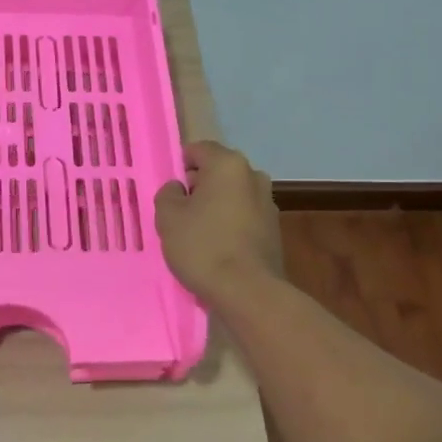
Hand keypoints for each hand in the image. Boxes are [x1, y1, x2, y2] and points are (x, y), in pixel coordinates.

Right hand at [154, 140, 282, 303]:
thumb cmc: (203, 245)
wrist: (247, 291)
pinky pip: (243, 217)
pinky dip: (229, 224)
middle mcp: (253, 176)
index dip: (179, 165)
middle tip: (178, 211)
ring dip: (214, 207)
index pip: (199, 150)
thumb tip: (178, 188)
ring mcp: (268, 204)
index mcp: (228, 165)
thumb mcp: (168, 217)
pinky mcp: (274, 230)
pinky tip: (216, 247)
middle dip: (198, 187)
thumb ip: (168, 194)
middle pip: (218, 173)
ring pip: (232, 196)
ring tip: (196, 232)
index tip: (168, 188)